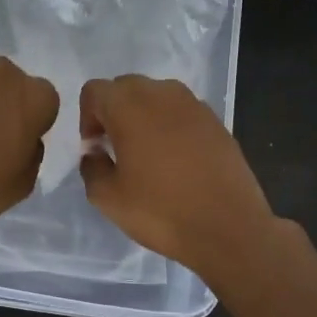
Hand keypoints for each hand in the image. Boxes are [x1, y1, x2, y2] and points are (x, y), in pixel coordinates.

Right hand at [78, 75, 277, 278]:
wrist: (229, 229)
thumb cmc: (161, 211)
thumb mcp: (107, 198)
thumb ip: (91, 167)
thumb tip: (97, 152)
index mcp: (129, 106)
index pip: (95, 91)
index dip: (87, 117)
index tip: (95, 148)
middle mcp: (161, 94)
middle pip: (126, 88)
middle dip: (114, 111)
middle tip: (115, 148)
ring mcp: (194, 105)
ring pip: (156, 96)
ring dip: (143, 116)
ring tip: (146, 153)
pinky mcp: (217, 121)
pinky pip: (181, 112)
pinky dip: (170, 126)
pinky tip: (176, 160)